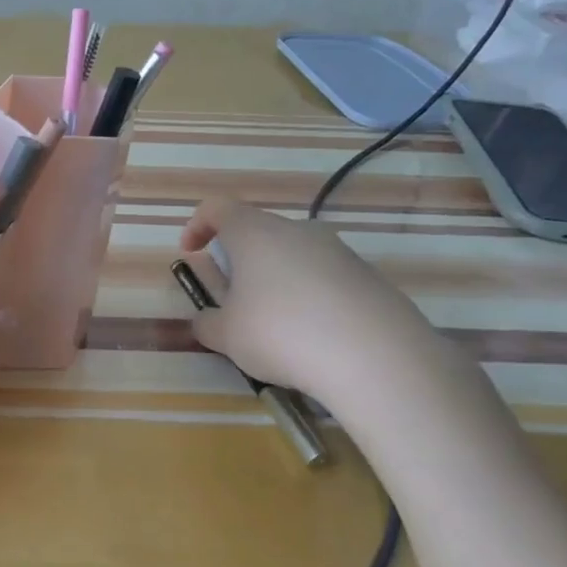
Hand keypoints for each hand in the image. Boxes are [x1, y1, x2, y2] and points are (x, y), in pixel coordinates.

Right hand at [178, 198, 434, 403]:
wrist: (376, 358)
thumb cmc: (281, 334)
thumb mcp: (226, 336)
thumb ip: (207, 323)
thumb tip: (207, 320)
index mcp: (255, 234)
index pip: (217, 208)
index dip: (197, 226)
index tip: (191, 254)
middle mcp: (298, 231)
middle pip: (258, 232)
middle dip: (239, 260)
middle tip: (232, 298)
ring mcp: (339, 252)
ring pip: (294, 256)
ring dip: (275, 280)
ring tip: (273, 325)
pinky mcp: (369, 277)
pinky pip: (325, 279)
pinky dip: (309, 298)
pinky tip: (312, 337)